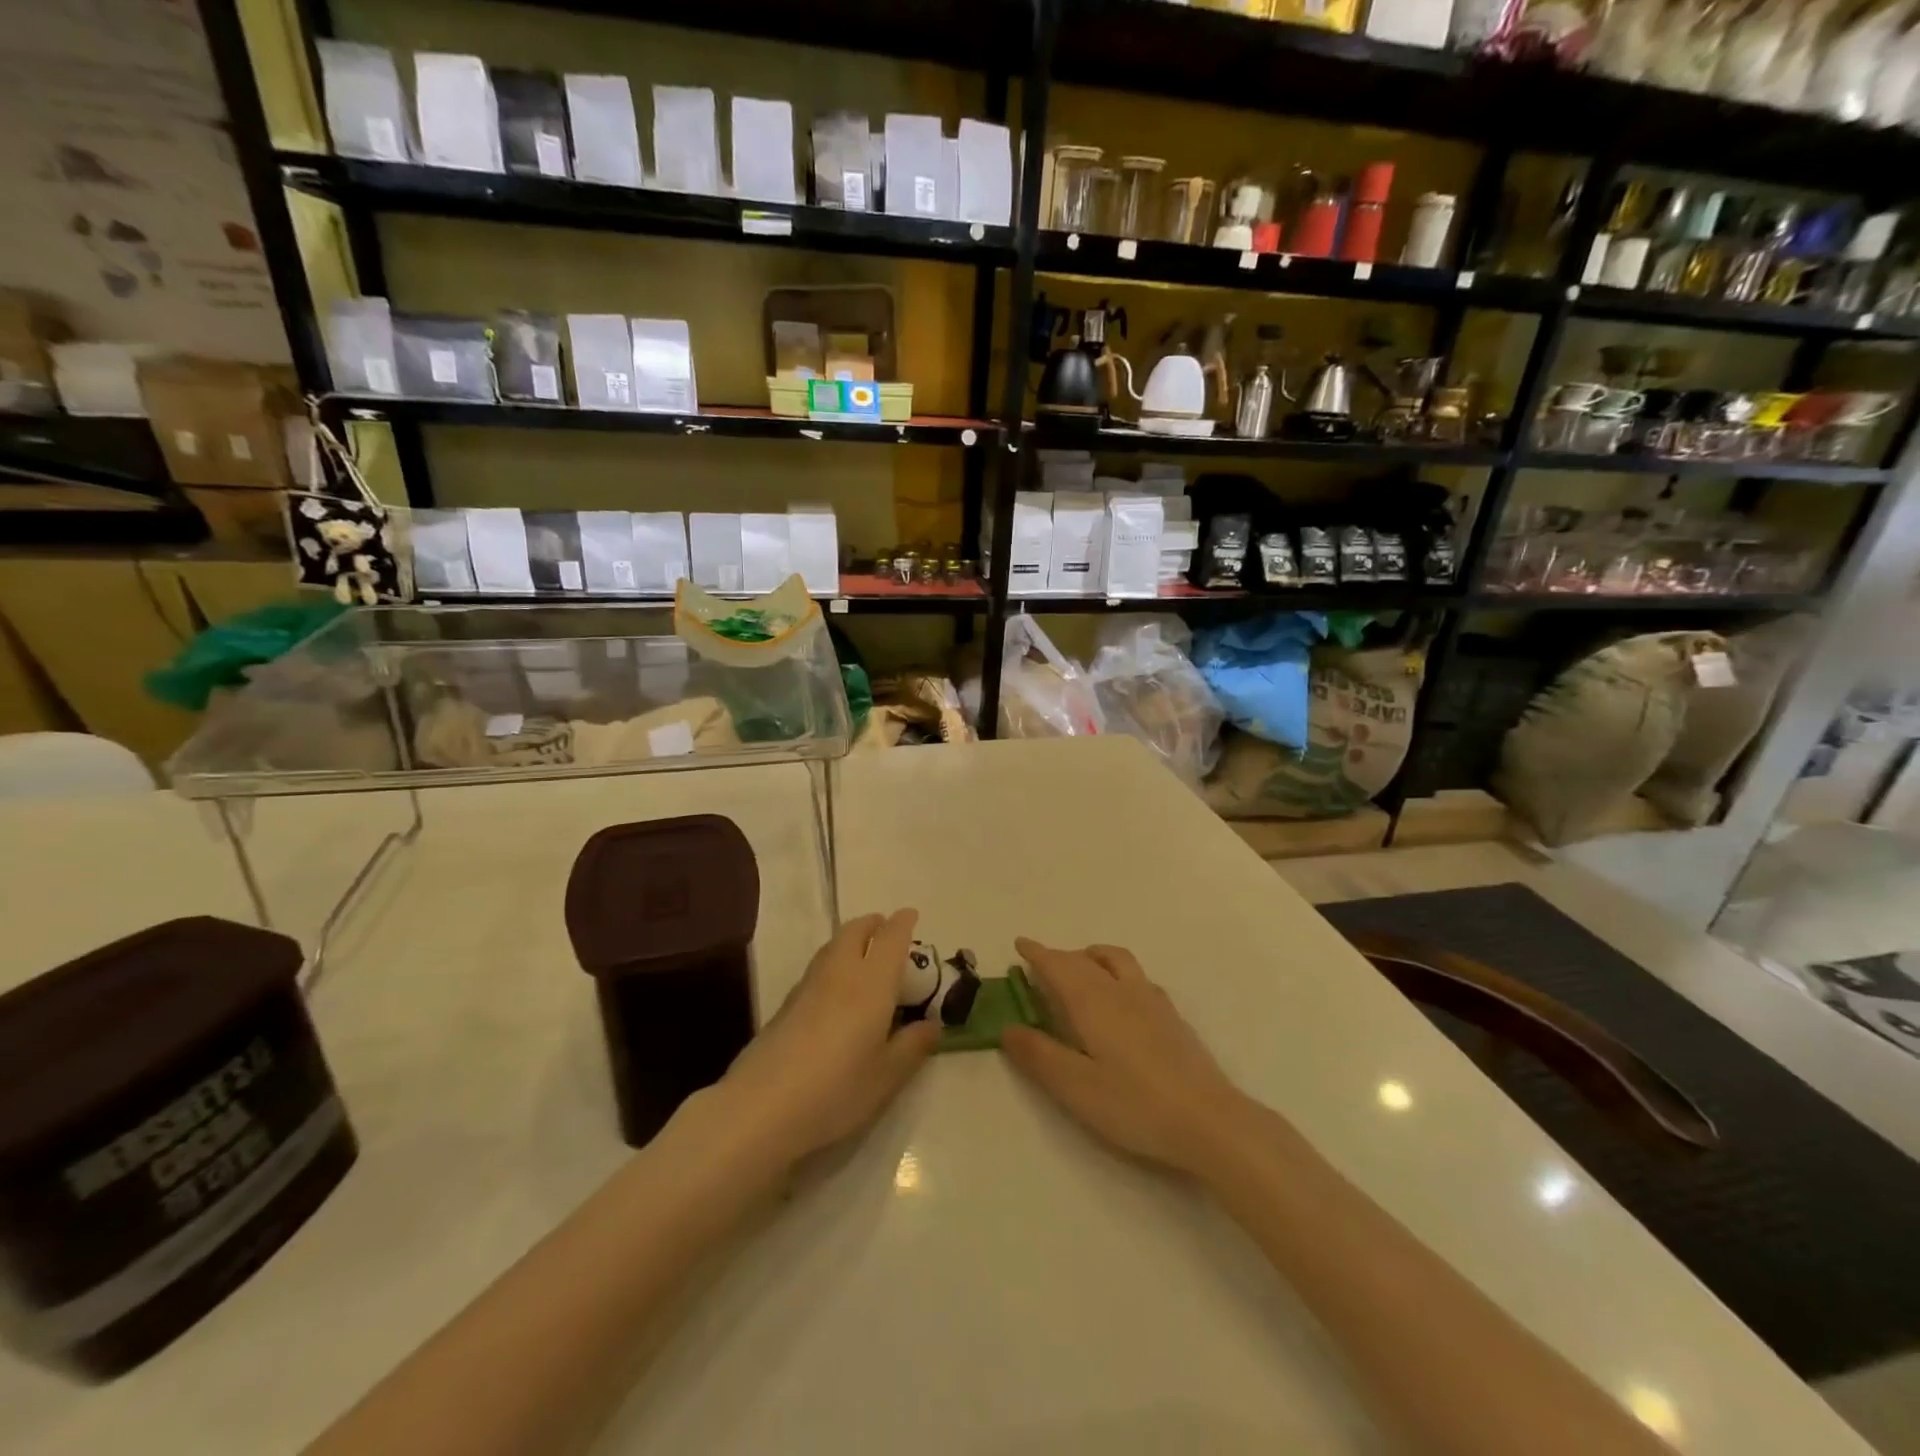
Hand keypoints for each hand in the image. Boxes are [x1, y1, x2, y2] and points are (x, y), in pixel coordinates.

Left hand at [715, 909, 939, 1168]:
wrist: (762, 1107)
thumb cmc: (837, 1089)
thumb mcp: (887, 1075)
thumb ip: (913, 1045)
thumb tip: (932, 1024)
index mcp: (871, 982)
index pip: (890, 938)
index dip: (903, 923)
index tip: (911, 915)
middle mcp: (840, 973)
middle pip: (855, 931)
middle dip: (872, 924)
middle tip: (886, 930)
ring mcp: (808, 987)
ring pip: (832, 947)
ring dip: (851, 940)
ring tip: (864, 955)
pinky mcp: (785, 1005)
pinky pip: (817, 968)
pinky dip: (833, 963)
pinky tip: (836, 990)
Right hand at [1001, 940, 1252, 1176]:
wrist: (1209, 1121)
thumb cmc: (1135, 1105)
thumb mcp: (1075, 1087)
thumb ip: (1039, 1055)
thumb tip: (1008, 1027)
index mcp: (1093, 1002)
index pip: (1059, 966)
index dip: (1038, 953)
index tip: (1020, 943)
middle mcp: (1122, 990)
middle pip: (1086, 959)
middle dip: (1061, 956)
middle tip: (1042, 963)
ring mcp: (1152, 1001)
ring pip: (1117, 960)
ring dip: (1092, 956)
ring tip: (1081, 970)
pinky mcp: (1173, 1018)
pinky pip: (1137, 977)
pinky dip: (1117, 972)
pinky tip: (1121, 998)